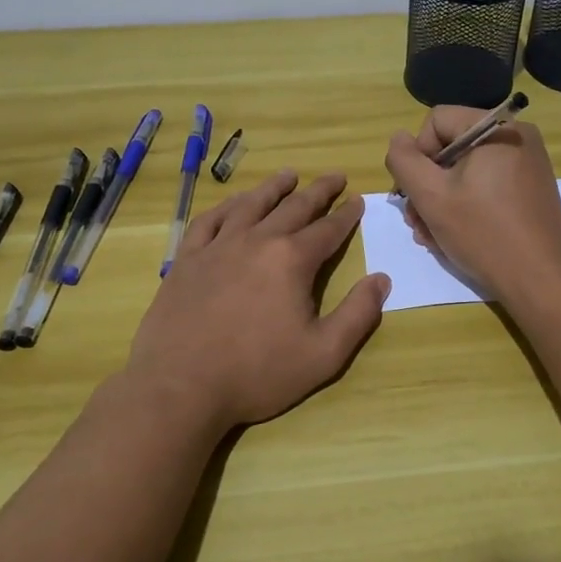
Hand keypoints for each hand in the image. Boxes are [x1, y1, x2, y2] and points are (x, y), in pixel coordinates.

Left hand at [121, 169, 390, 429]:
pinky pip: (209, 220)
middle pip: (294, 207)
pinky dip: (227, 206)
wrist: (180, 386)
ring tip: (288, 175)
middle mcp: (257, 241)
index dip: (346, 214)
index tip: (357, 199)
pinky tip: (234, 203)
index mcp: (292, 260)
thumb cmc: (257, 373)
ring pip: (251, 205)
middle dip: (319, 191)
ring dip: (273, 188)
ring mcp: (217, 246)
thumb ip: (358, 315)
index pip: (328, 229)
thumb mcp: (323, 354)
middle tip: (334, 176)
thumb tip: (381, 279)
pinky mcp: (187, 259)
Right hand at [384, 110, 560, 306]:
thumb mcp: (431, 196)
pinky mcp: (531, 189)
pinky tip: (454, 235)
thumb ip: (404, 161)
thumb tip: (399, 139)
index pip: (436, 121)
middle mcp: (517, 136)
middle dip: (427, 184)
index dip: (417, 155)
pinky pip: (487, 184)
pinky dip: (466, 204)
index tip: (416, 194)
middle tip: (417, 222)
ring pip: (466, 170)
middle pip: (451, 147)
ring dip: (442, 200)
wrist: (542, 281)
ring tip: (431, 235)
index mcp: (497, 128)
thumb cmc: (483, 233)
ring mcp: (527, 164)